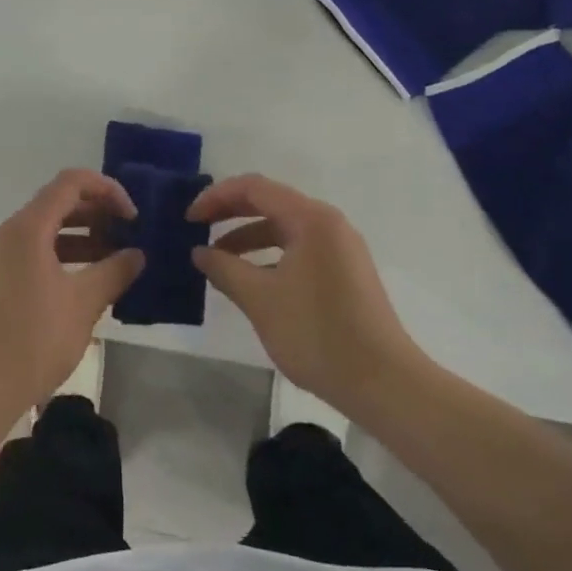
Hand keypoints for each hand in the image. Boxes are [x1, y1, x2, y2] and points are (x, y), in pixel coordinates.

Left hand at [0, 170, 144, 420]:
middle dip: (97, 214)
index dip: (107, 190)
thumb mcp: (84, 303)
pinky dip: (63, 256)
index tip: (133, 216)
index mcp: (28, 228)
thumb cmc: (33, 339)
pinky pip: (33, 253)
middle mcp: (9, 233)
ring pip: (45, 231)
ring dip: (82, 237)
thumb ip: (114, 272)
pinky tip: (87, 281)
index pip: (71, 183)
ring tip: (115, 260)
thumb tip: (137, 255)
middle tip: (129, 236)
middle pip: (57, 204)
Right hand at [189, 174, 424, 411]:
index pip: (254, 188)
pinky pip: (298, 249)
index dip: (216, 197)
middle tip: (196, 229)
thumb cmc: (317, 333)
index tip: (188, 218)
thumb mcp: (260, 299)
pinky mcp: (345, 272)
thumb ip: (224, 268)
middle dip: (230, 213)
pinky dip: (269, 256)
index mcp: (311, 219)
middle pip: (270, 203)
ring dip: (247, 238)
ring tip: (217, 260)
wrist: (382, 382)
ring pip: (284, 229)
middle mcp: (329, 224)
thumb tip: (200, 252)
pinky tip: (249, 280)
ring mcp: (340, 248)